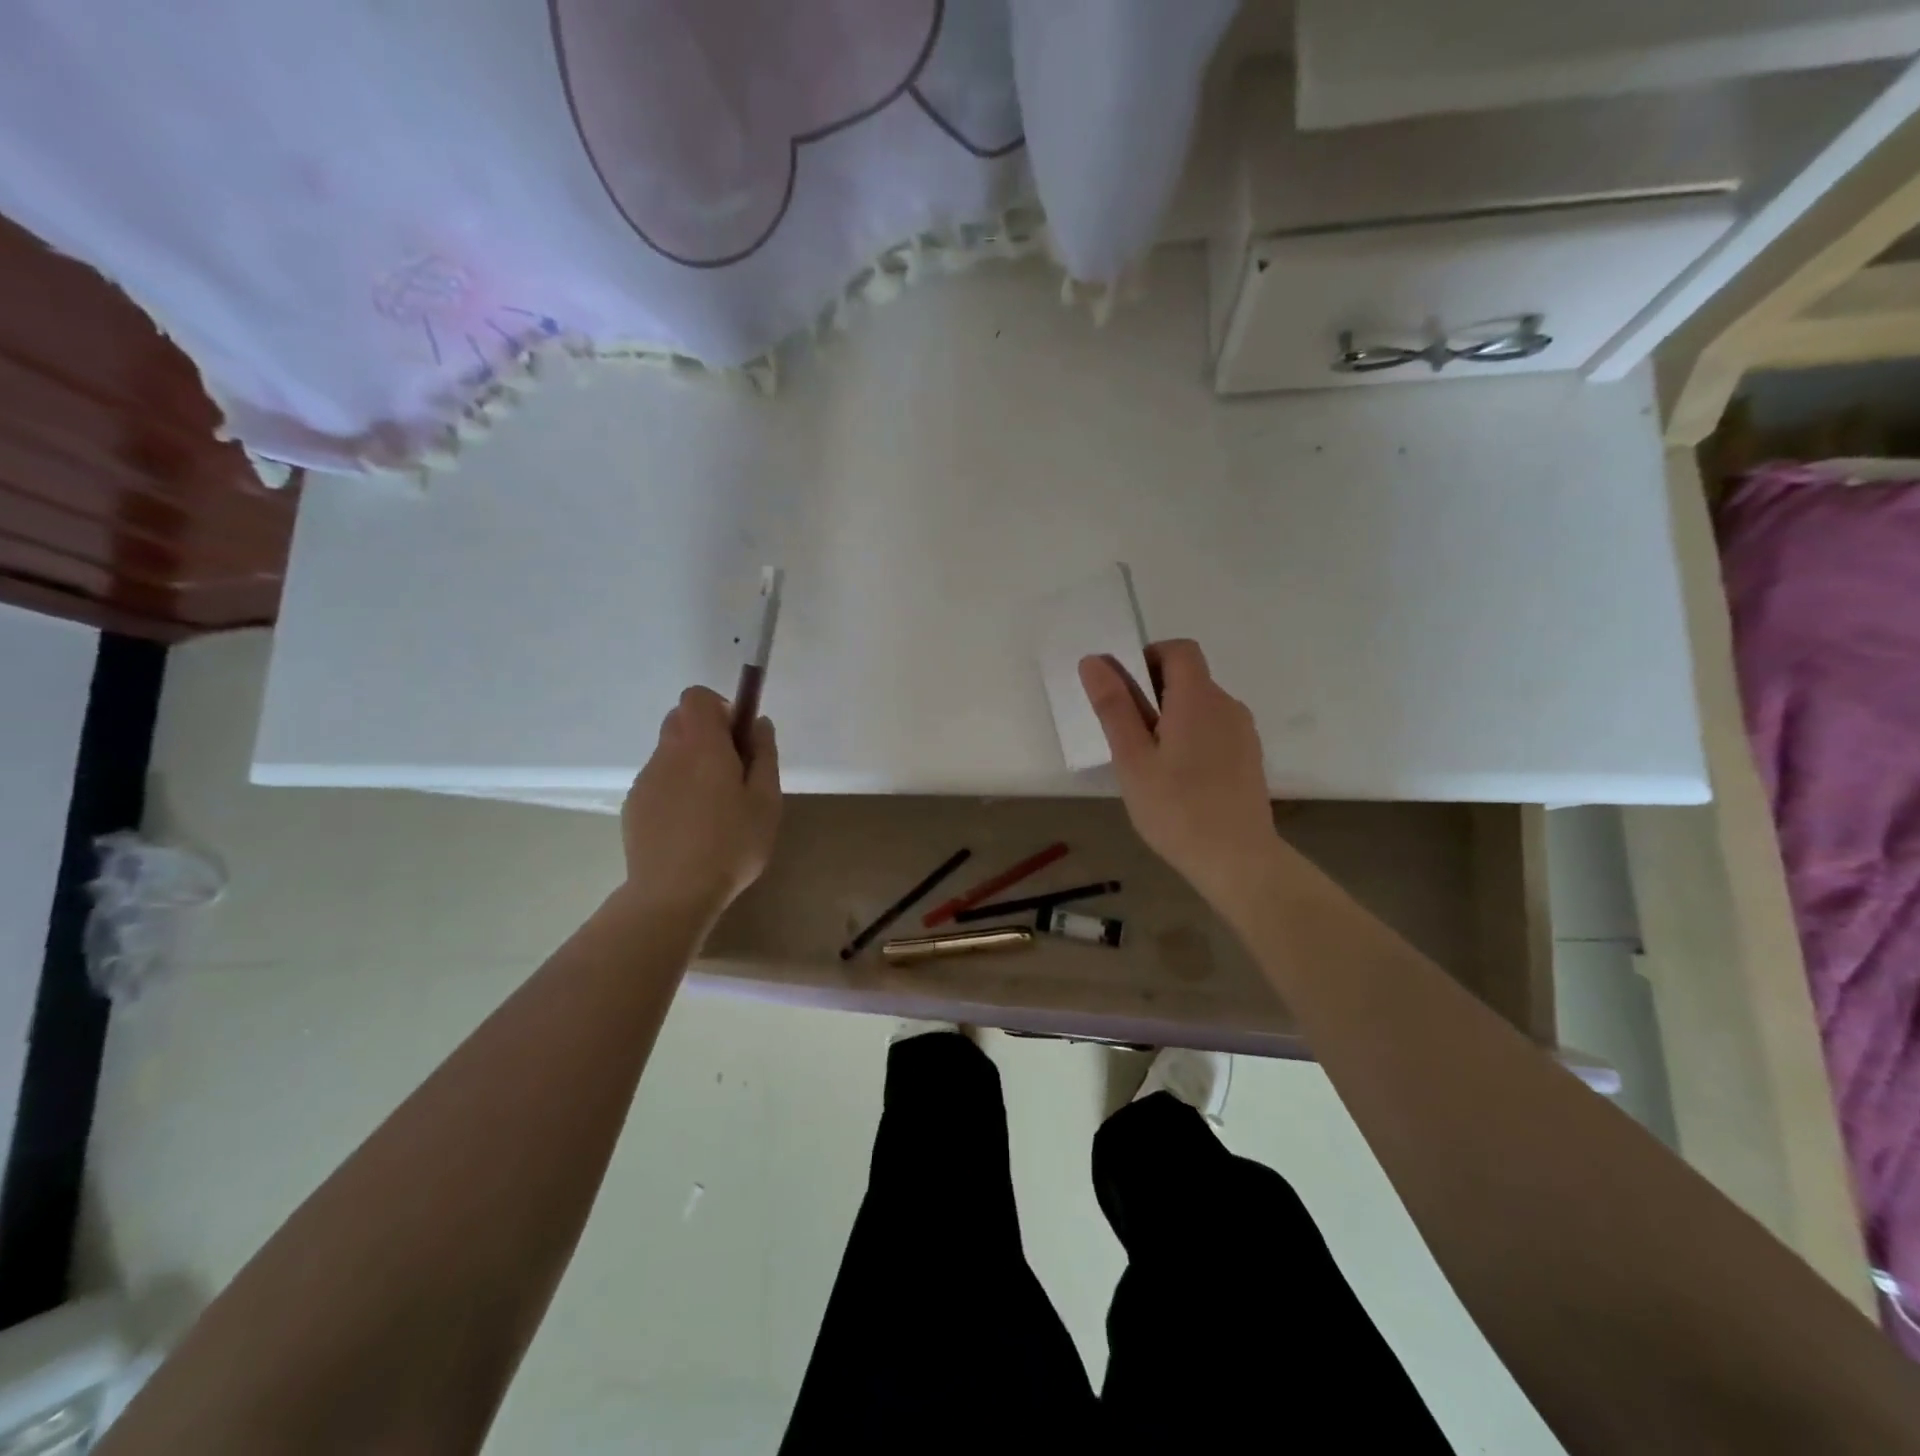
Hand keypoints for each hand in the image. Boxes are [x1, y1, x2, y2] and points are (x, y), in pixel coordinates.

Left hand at [620, 687, 781, 920]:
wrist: (672, 894)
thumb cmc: (731, 844)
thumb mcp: (766, 800)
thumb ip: (764, 754)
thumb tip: (758, 723)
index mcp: (701, 745)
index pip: (697, 697)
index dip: (720, 708)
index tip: (739, 739)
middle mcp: (667, 753)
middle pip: (680, 720)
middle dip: (707, 734)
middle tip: (732, 772)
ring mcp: (645, 780)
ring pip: (669, 753)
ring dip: (691, 763)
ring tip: (713, 808)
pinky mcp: (634, 806)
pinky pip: (658, 781)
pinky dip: (676, 789)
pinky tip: (691, 827)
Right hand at [1080, 640, 1279, 903]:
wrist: (1237, 860)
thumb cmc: (1176, 808)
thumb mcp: (1132, 758)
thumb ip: (1113, 706)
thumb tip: (1093, 660)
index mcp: (1198, 698)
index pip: (1178, 650)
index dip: (1148, 657)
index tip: (1124, 692)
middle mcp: (1227, 705)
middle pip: (1190, 677)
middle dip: (1154, 692)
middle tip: (1128, 737)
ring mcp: (1243, 732)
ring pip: (1201, 706)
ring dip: (1172, 717)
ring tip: (1151, 763)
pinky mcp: (1249, 757)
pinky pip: (1215, 729)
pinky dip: (1192, 737)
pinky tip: (1179, 779)